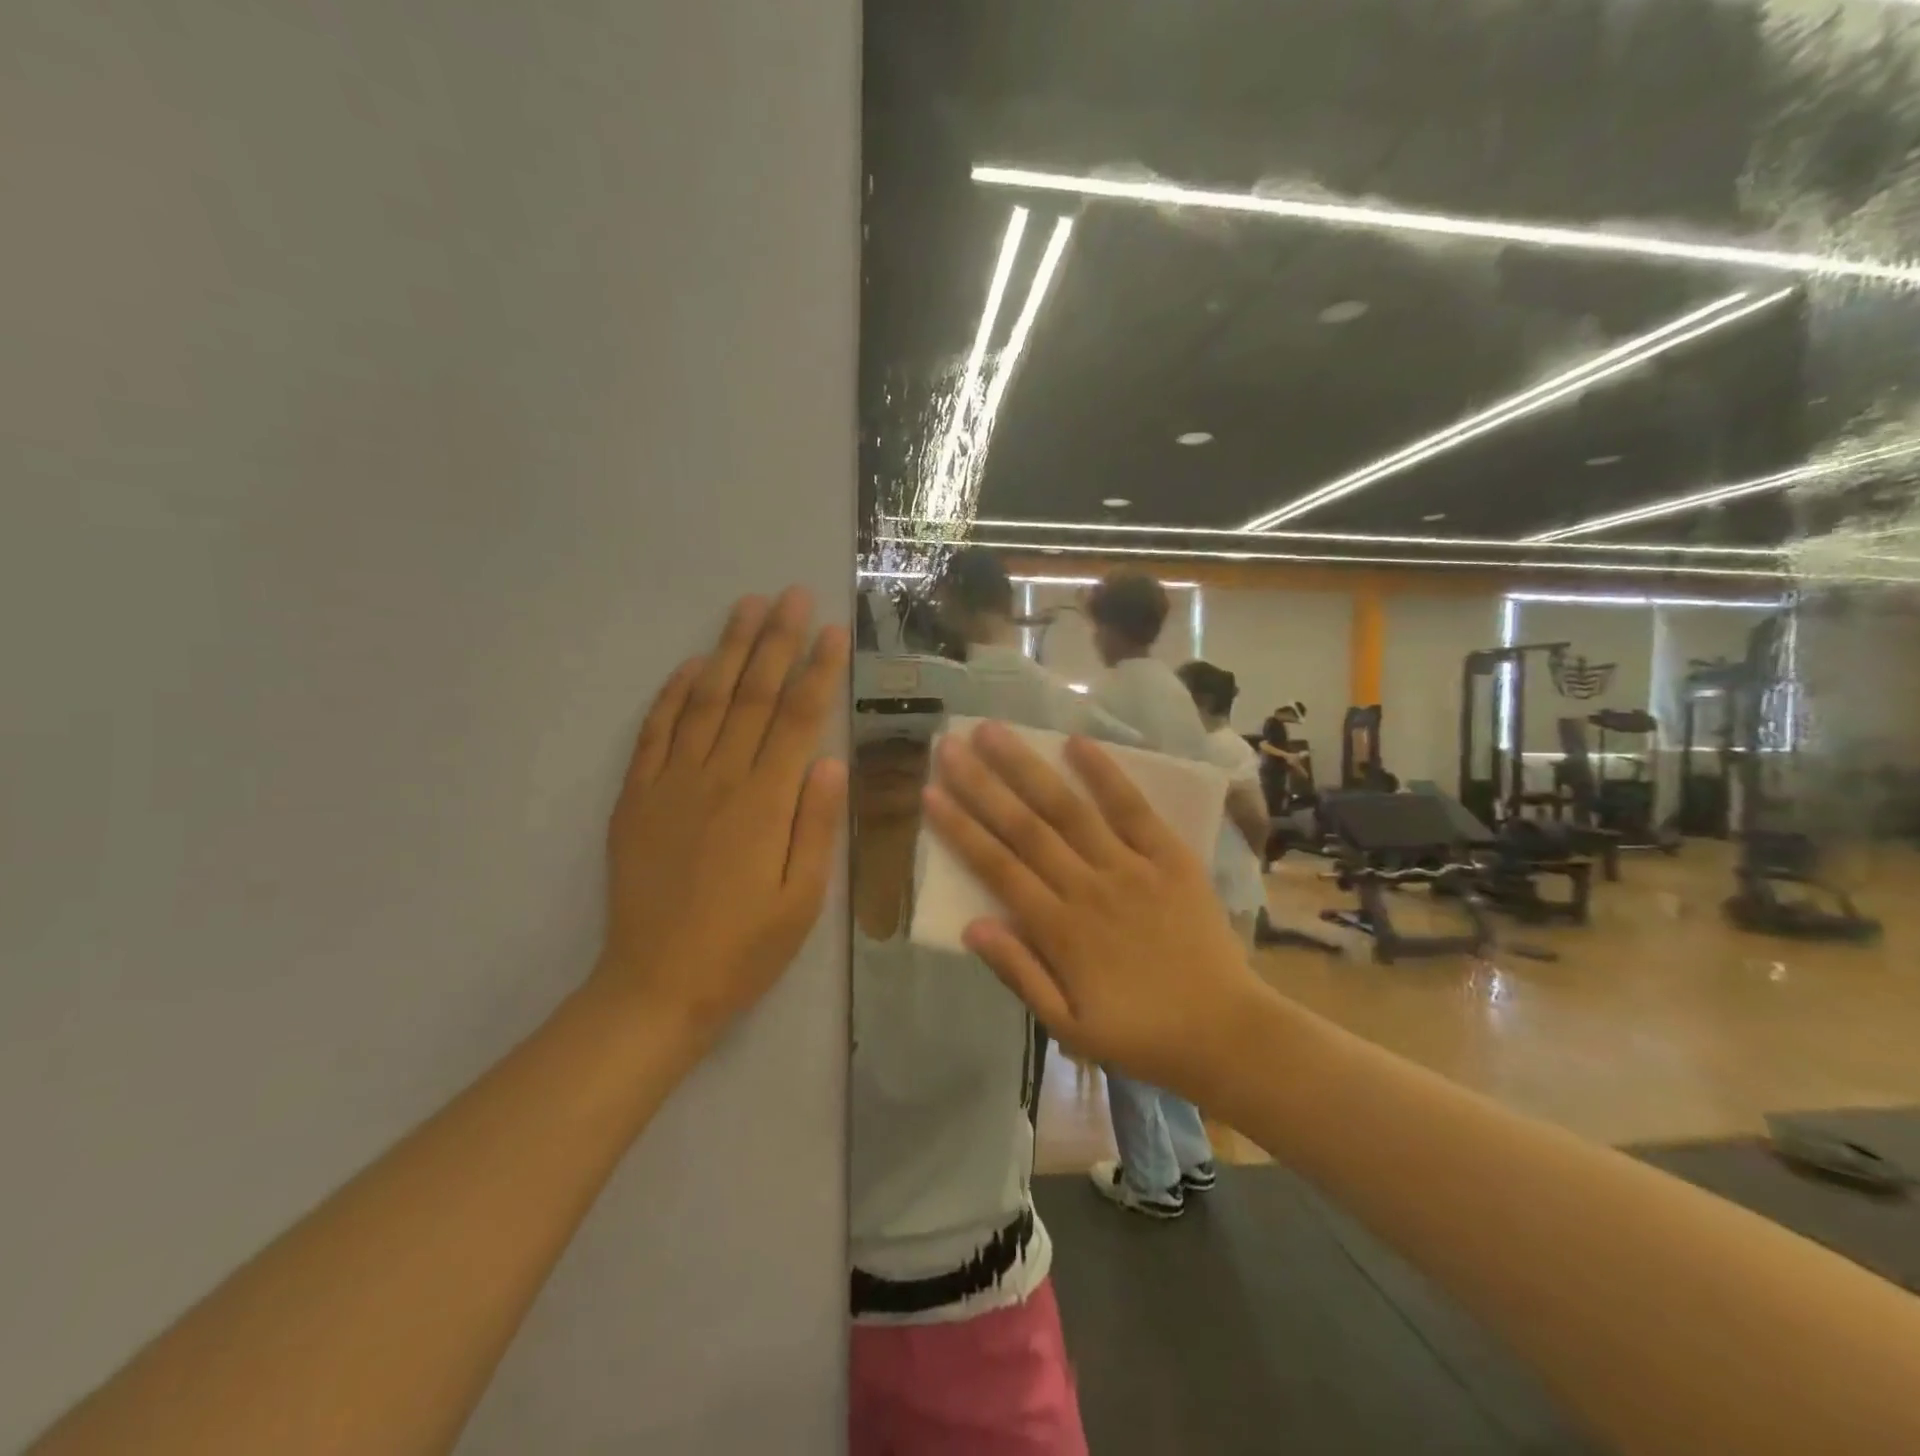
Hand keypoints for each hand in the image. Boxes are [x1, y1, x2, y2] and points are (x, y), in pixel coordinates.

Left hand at [595, 587, 847, 1053]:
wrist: (657, 985)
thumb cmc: (744, 947)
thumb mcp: (803, 900)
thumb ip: (817, 825)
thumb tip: (832, 760)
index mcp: (765, 802)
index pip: (798, 718)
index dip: (816, 670)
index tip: (832, 631)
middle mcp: (718, 778)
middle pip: (752, 694)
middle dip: (776, 640)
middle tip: (791, 595)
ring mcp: (671, 783)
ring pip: (705, 700)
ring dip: (728, 649)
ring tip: (746, 607)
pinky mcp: (637, 797)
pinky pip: (656, 731)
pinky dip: (673, 693)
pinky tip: (692, 666)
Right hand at [923, 722, 1266, 1101]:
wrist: (1226, 1034)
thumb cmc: (1141, 1036)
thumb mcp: (1069, 1027)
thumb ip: (1019, 974)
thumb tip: (971, 926)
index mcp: (1059, 931)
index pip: (997, 867)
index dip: (960, 829)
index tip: (931, 793)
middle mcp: (1088, 888)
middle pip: (1025, 827)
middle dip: (982, 784)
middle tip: (950, 744)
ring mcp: (1131, 868)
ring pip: (1069, 809)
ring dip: (1029, 768)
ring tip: (995, 731)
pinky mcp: (1170, 858)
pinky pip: (1134, 809)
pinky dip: (1106, 775)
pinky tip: (1078, 742)